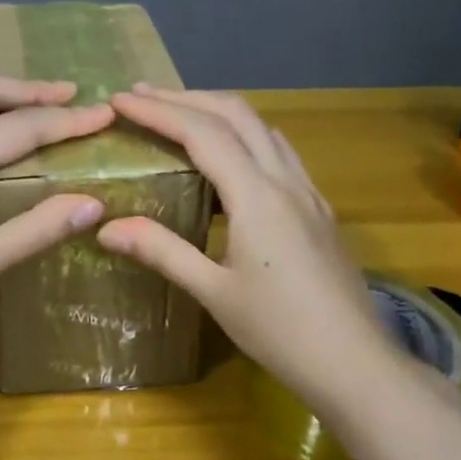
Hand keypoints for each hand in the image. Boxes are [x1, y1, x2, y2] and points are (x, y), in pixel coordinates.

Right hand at [97, 85, 389, 409]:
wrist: (354, 362)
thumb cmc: (280, 331)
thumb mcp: (214, 292)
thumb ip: (162, 252)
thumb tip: (106, 228)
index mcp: (257, 197)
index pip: (202, 133)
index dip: (159, 112)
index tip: (120, 100)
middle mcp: (286, 181)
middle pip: (237, 114)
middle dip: (187, 98)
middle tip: (144, 97)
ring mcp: (308, 193)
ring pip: (262, 129)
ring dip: (218, 112)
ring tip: (179, 117)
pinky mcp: (318, 209)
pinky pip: (278, 153)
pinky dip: (244, 138)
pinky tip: (227, 162)